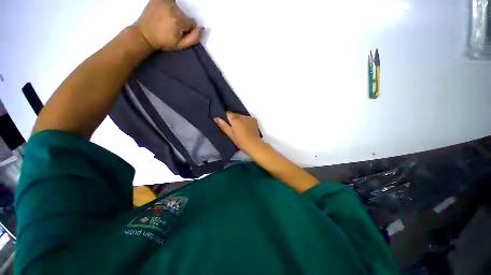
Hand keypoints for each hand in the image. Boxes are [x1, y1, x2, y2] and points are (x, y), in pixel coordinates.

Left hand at [134, 0, 202, 50]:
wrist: (144, 34)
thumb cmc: (163, 42)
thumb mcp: (180, 45)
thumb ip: (194, 38)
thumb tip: (202, 28)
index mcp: (179, 20)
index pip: (192, 23)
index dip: (187, 30)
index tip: (179, 33)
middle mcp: (173, 8)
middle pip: (184, 15)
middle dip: (181, 21)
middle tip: (171, 27)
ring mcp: (165, 1)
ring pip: (178, 8)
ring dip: (175, 14)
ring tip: (166, 20)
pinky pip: (171, 1)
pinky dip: (170, 5)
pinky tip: (165, 11)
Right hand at [215, 112, 265, 156]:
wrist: (254, 145)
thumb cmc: (241, 141)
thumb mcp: (230, 135)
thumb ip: (223, 125)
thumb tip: (216, 118)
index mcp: (236, 119)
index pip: (228, 113)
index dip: (226, 118)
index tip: (227, 124)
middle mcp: (242, 116)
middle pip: (235, 114)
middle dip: (233, 119)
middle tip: (233, 128)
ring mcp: (249, 117)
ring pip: (241, 116)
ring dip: (239, 120)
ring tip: (240, 129)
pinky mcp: (254, 120)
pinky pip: (247, 118)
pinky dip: (245, 121)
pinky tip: (246, 128)